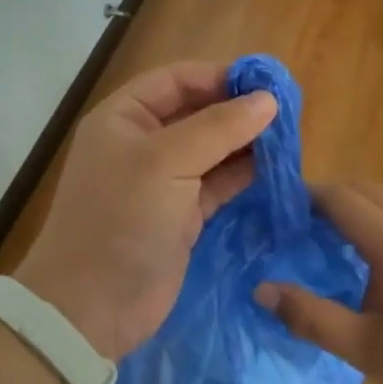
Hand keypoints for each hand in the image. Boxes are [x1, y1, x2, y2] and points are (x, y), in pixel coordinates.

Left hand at [14, 61, 276, 360]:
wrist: (93, 306)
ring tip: (289, 138)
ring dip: (245, 143)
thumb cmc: (123, 219)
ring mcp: (162, 180)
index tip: (266, 84)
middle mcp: (142, 143)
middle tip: (287, 113)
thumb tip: (268, 100)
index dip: (219, 76)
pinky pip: (217, 183)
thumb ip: (219, 127)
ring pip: (211, 149)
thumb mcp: (167, 162)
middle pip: (197, 112)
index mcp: (124, 117)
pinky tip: (275, 168)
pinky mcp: (181, 214)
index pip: (176, 80)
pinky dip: (243, 174)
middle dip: (237, 111)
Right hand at [254, 179, 382, 383]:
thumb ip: (311, 317)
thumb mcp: (366, 351)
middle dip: (328, 197)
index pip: (339, 197)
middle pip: (364, 189)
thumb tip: (262, 289)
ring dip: (357, 209)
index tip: (279, 212)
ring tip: (333, 245)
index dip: (305, 196)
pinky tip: (380, 266)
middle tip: (299, 228)